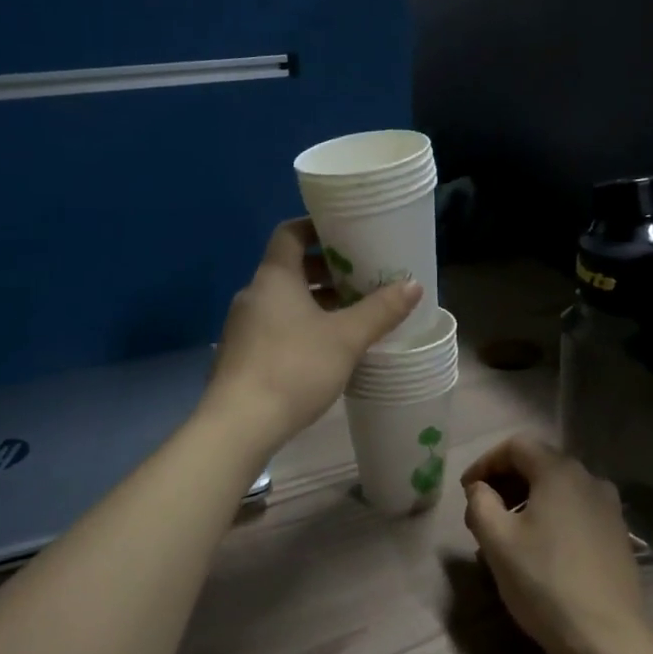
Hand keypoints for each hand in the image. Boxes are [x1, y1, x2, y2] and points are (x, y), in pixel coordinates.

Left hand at [205, 218, 423, 452]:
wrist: (239, 424)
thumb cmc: (294, 368)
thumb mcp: (346, 338)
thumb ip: (380, 310)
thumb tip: (413, 284)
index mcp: (274, 277)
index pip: (290, 233)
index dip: (317, 228)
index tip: (346, 234)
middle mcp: (253, 294)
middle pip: (290, 268)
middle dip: (326, 270)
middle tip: (361, 278)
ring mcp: (243, 326)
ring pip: (284, 300)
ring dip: (316, 301)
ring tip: (351, 315)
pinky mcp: (242, 355)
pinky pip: (275, 326)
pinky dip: (301, 325)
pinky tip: (326, 349)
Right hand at [462, 436, 651, 653]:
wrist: (609, 639)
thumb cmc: (545, 582)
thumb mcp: (497, 541)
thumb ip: (480, 502)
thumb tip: (480, 488)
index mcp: (559, 472)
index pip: (515, 446)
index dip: (485, 462)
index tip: (466, 490)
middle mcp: (589, 479)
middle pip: (539, 463)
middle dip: (505, 482)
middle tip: (481, 512)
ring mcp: (609, 507)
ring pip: (558, 489)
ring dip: (526, 501)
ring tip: (506, 534)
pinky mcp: (617, 534)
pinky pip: (575, 510)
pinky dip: (550, 517)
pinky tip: (538, 550)